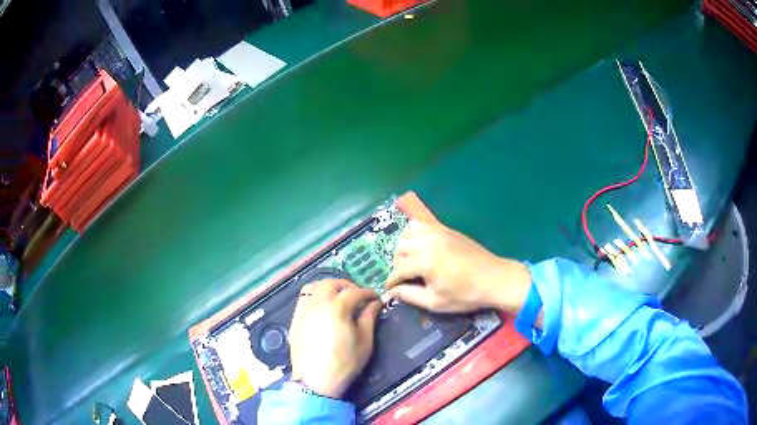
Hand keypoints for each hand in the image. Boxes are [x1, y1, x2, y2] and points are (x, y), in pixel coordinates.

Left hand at [289, 279, 381, 398]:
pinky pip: (303, 299)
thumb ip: (369, 318)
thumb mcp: (364, 343)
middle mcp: (317, 304)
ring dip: (328, 288)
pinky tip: (322, 308)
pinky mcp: (295, 320)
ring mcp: (303, 311)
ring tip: (338, 297)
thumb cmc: (344, 364)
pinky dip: (314, 296)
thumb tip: (375, 304)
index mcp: (336, 308)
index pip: (355, 293)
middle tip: (357, 295)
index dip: (368, 293)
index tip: (376, 299)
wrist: (315, 382)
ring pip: (313, 287)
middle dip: (347, 286)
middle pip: (331, 283)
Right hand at [385, 220, 531, 313]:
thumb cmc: (466, 295)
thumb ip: (410, 295)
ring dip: (404, 246)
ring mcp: (438, 232)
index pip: (399, 269)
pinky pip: (423, 224)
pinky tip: (420, 246)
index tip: (390, 288)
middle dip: (397, 263)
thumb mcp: (436, 302)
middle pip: (400, 248)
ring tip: (410, 260)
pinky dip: (415, 233)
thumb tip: (393, 291)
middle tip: (404, 277)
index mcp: (425, 262)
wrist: (494, 278)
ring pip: (408, 232)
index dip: (392, 281)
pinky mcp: (446, 229)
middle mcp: (428, 242)